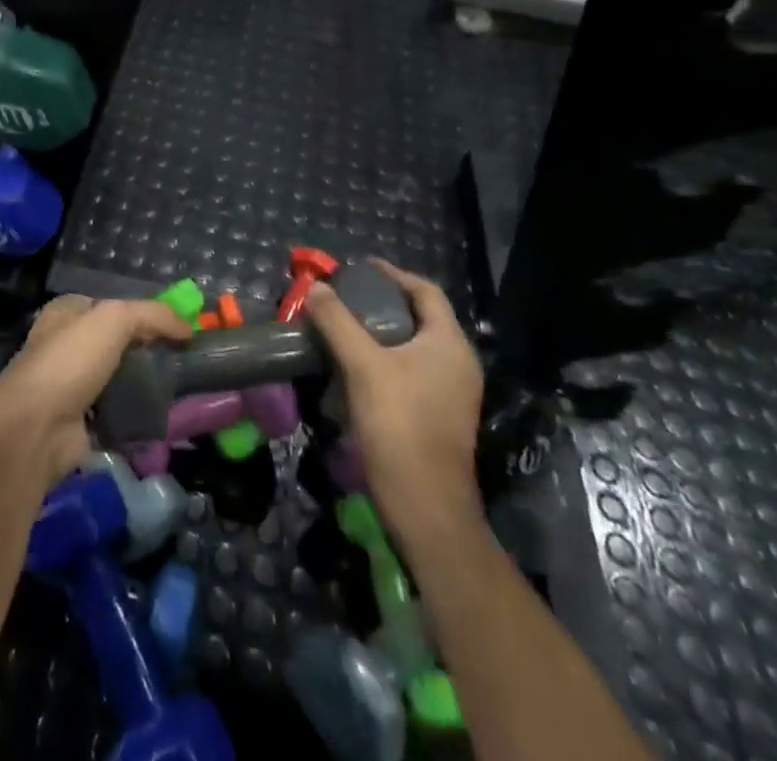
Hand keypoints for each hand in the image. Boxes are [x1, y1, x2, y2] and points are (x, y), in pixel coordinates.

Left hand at [0, 295, 192, 492]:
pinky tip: (163, 416)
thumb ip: (153, 315)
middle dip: (147, 352)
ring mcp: (71, 386)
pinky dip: (136, 416)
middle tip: (183, 361)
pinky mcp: (79, 422)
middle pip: (117, 344)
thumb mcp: (115, 318)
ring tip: (181, 389)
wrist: (36, 427)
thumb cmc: (71, 359)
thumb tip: (188, 328)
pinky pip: (117, 413)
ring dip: (144, 386)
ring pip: (118, 380)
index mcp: (67, 313)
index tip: (177, 329)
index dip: (144, 314)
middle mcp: (66, 345)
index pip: (111, 306)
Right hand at [305, 259, 484, 532]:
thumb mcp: (362, 366)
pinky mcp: (441, 416)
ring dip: (382, 332)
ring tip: (346, 328)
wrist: (426, 506)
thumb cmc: (399, 425)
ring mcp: (453, 392)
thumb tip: (317, 288)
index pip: (425, 291)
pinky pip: (414, 371)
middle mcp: (459, 363)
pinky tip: (357, 367)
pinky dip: (387, 359)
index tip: (360, 268)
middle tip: (347, 297)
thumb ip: (338, 322)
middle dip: (384, 302)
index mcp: (449, 343)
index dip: (393, 274)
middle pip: (421, 317)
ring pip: (416, 346)